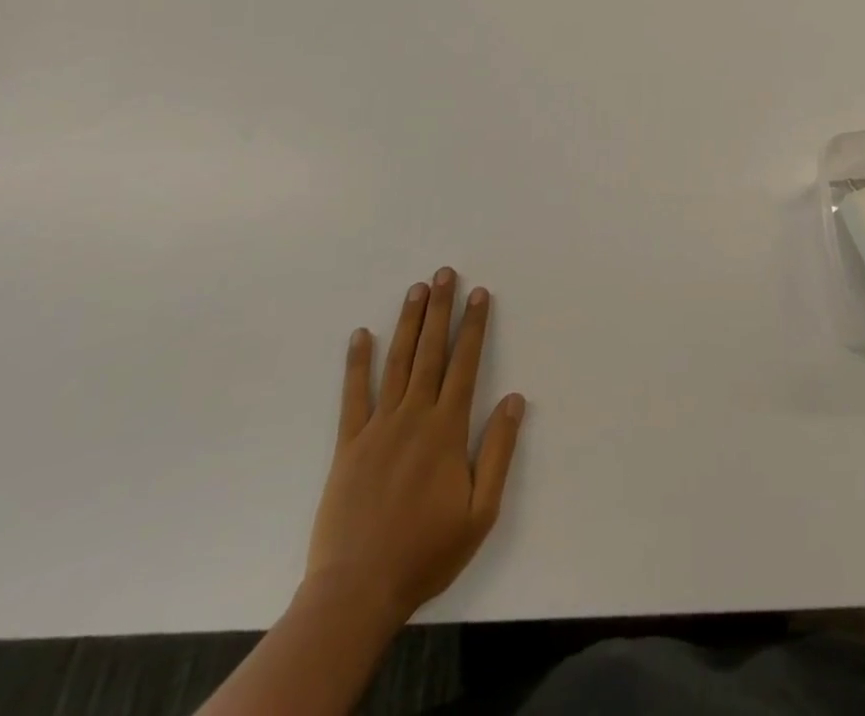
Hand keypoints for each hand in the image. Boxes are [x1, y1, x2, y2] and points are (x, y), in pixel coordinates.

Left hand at [304, 269, 524, 631]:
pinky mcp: (349, 445)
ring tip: (415, 290)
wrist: (357, 591)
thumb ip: (498, 450)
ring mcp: (378, 428)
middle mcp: (414, 416)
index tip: (479, 293)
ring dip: (407, 323)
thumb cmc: (426, 551)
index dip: (474, 325)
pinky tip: (360, 335)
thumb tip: (515, 399)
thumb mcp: (481, 510)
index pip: (465, 363)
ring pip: (397, 363)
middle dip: (439, 309)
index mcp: (447, 429)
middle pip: (430, 352)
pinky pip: (353, 396)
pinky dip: (357, 363)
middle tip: (443, 273)